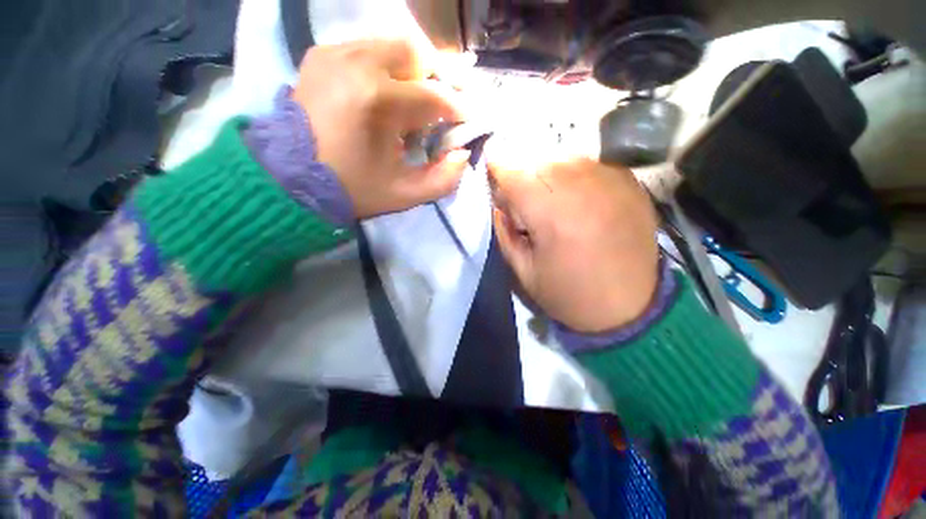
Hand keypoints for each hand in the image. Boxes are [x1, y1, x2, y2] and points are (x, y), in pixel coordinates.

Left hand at [292, 40, 471, 218]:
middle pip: (417, 53)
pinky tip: (389, 92)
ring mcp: (336, 53)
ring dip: (415, 71)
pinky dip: (388, 67)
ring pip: (394, 46)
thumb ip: (443, 178)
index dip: (458, 108)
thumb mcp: (405, 195)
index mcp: (379, 102)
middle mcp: (358, 64)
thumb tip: (462, 153)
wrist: (291, 179)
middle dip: (439, 78)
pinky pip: (368, 49)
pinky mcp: (322, 55)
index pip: (435, 97)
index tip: (468, 119)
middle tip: (447, 103)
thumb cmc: (352, 189)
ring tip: (419, 101)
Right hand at [490, 157, 659, 332]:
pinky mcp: (631, 183)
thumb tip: (498, 203)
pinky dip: (573, 174)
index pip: (515, 174)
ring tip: (548, 199)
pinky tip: (574, 197)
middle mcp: (584, 189)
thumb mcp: (524, 272)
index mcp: (553, 215)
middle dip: (522, 174)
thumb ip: (504, 233)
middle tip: (520, 198)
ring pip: (565, 156)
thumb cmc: (570, 295)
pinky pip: (591, 164)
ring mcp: (612, 181)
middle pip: (539, 160)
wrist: (631, 309)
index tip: (490, 170)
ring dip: (547, 172)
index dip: (498, 168)